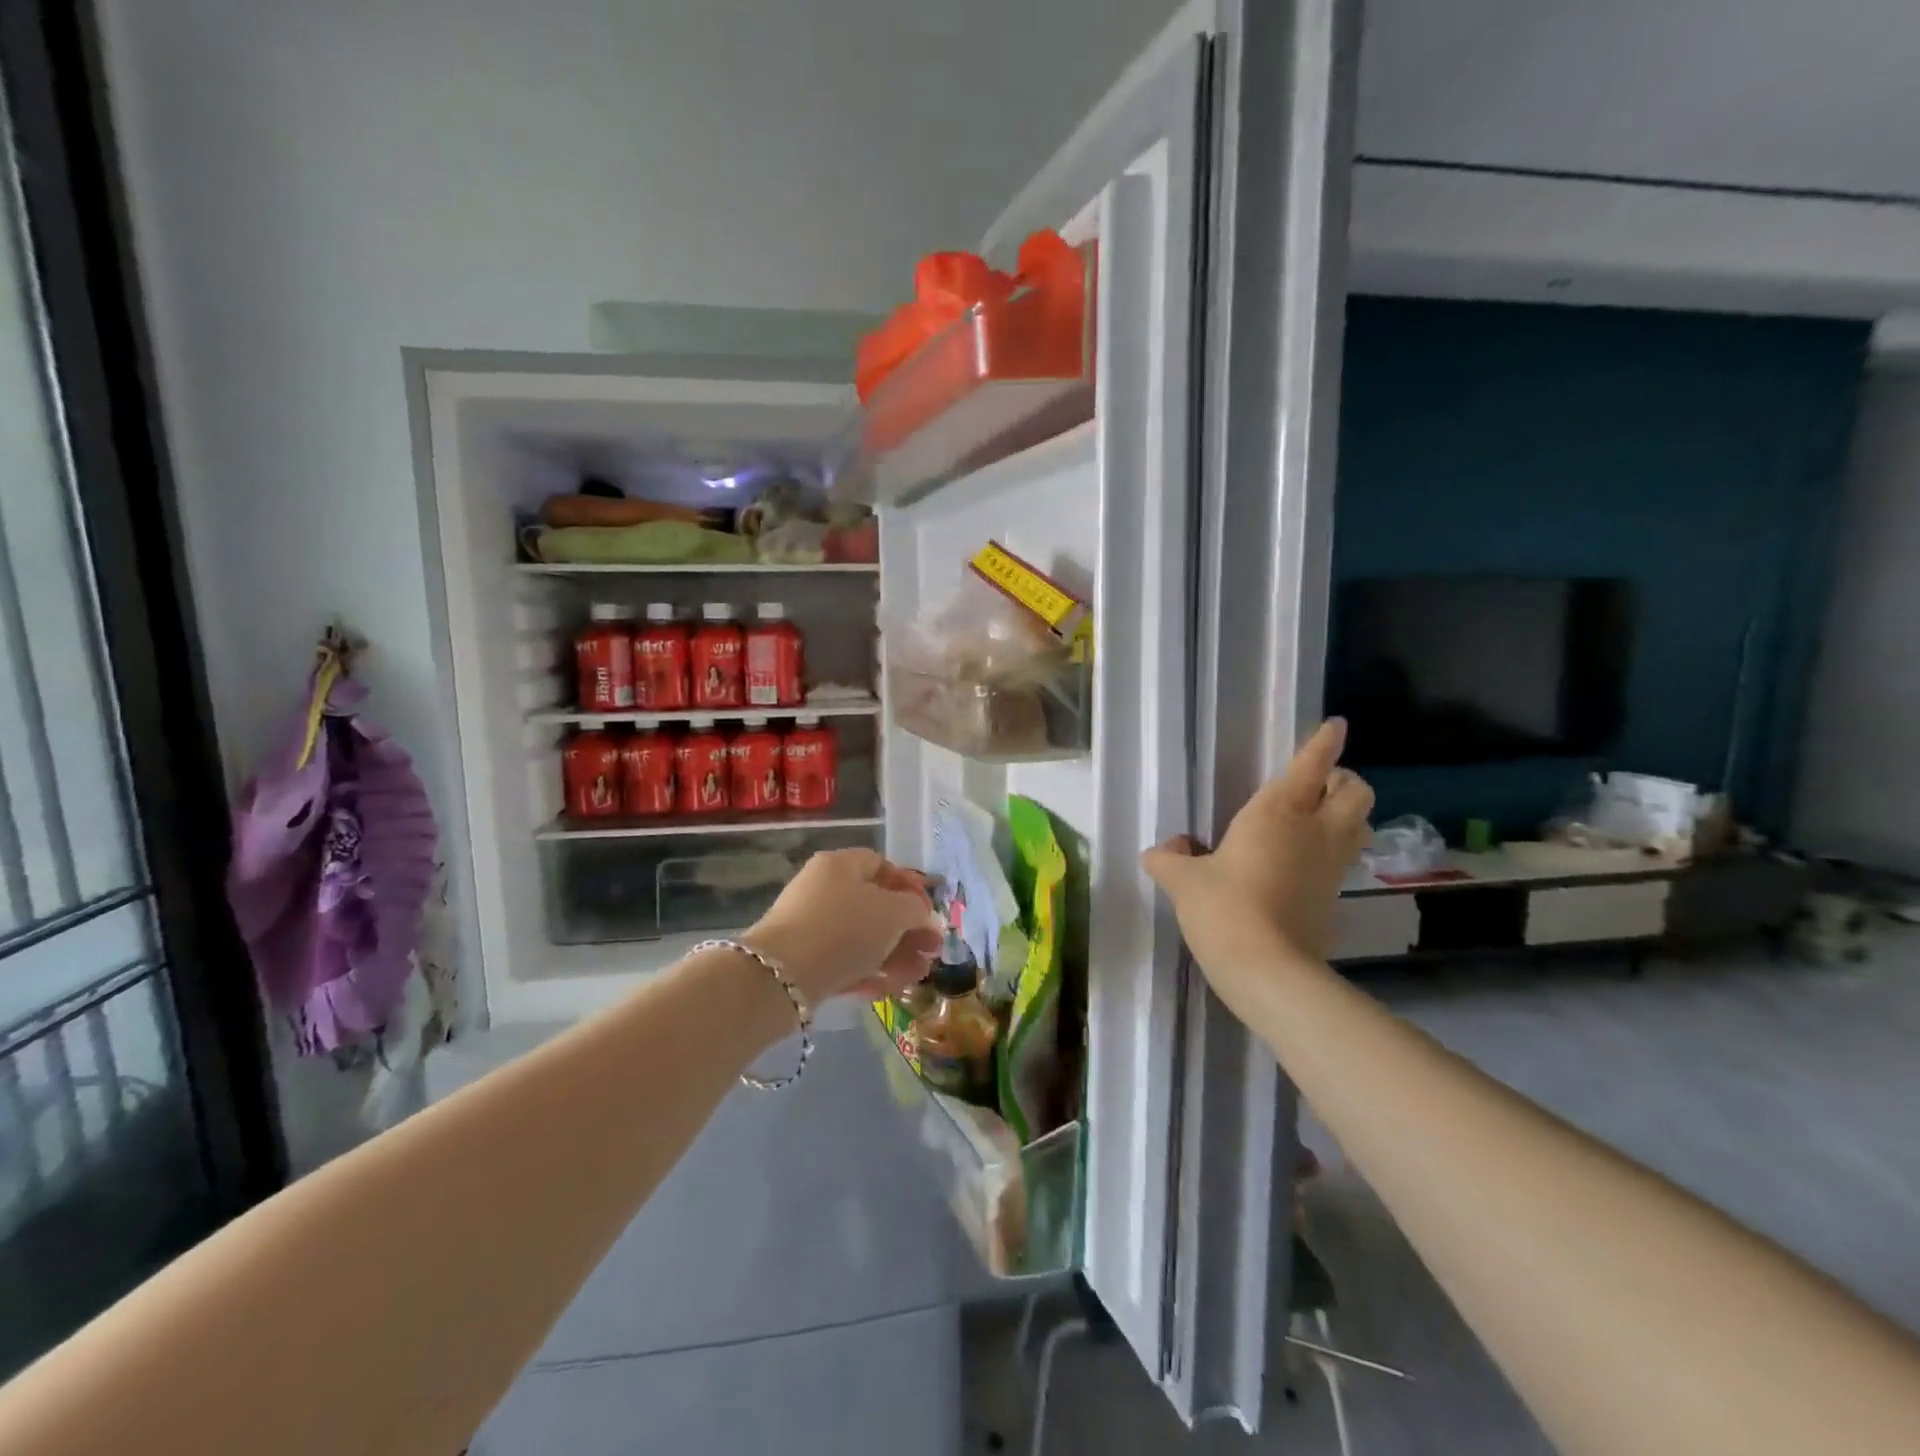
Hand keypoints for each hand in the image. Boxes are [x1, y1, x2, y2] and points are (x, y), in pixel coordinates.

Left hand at [746, 848, 944, 1007]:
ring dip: (894, 956)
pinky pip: (843, 960)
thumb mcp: (892, 913)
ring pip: (862, 937)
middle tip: (931, 951)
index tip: (929, 911)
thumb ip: (915, 910)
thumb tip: (923, 917)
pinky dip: (867, 972)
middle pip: (875, 905)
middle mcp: (823, 889)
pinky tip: (886, 989)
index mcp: (840, 865)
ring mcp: (811, 925)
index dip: (910, 886)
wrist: (781, 976)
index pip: (881, 865)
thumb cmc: (844, 929)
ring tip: (916, 976)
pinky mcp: (803, 959)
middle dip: (907, 930)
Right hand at [1142, 720, 1371, 1020]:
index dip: (1325, 743)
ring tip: (1314, 821)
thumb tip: (1163, 851)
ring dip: (1346, 814)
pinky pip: (1344, 859)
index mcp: (1277, 812)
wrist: (1267, 969)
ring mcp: (1331, 866)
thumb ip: (1169, 859)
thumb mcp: (1182, 881)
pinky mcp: (1335, 897)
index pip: (1311, 766)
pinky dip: (1333, 850)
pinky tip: (1302, 863)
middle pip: (1355, 791)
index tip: (1335, 726)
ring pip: (1360, 824)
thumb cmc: (1224, 907)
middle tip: (1315, 788)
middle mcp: (1314, 831)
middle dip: (1343, 781)